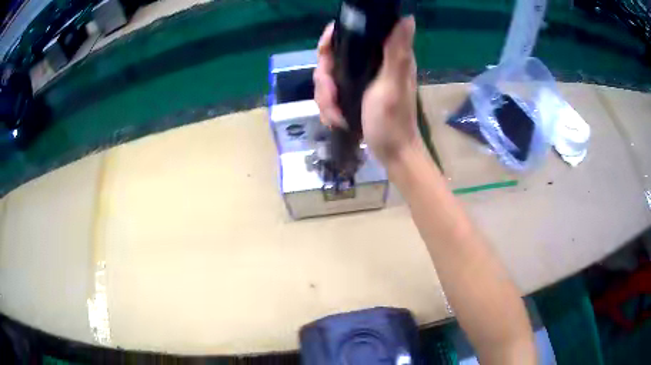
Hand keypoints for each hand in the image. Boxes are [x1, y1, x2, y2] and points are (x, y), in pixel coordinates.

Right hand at [313, 16, 420, 166]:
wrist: (391, 153)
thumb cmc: (393, 122)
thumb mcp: (393, 85)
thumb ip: (396, 52)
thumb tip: (406, 18)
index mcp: (384, 57)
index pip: (353, 34)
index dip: (333, 39)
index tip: (325, 51)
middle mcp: (371, 65)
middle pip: (332, 58)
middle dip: (325, 79)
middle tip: (332, 96)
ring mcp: (359, 81)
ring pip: (327, 78)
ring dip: (326, 99)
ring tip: (335, 115)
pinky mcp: (352, 96)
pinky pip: (329, 94)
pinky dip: (328, 108)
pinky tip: (336, 120)